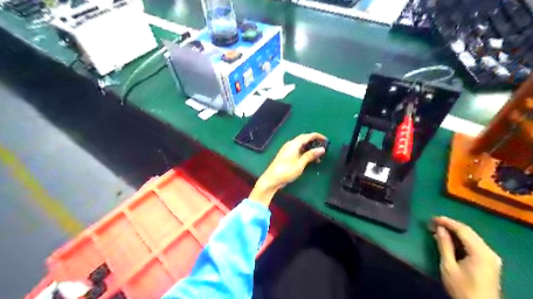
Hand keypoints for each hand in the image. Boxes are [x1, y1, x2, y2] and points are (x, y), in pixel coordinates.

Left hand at [248, 134, 326, 205]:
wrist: (271, 179)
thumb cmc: (286, 171)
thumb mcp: (300, 164)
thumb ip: (310, 155)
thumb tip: (322, 149)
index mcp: (293, 144)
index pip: (307, 136)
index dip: (317, 136)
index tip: (326, 140)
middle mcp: (290, 144)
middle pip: (304, 140)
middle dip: (314, 143)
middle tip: (323, 148)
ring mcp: (287, 150)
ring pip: (301, 146)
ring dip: (310, 150)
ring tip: (318, 158)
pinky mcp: (286, 156)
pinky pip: (298, 151)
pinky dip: (305, 153)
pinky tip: (309, 161)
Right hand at [432, 216, 504, 298]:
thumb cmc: (461, 287)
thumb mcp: (448, 266)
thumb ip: (444, 245)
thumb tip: (439, 228)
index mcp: (480, 252)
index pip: (463, 230)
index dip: (447, 222)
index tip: (432, 218)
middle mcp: (489, 252)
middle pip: (468, 232)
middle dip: (450, 225)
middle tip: (433, 223)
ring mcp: (491, 257)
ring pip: (471, 237)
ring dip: (454, 232)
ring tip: (438, 230)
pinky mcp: (489, 262)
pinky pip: (474, 244)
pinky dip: (460, 240)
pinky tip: (449, 240)